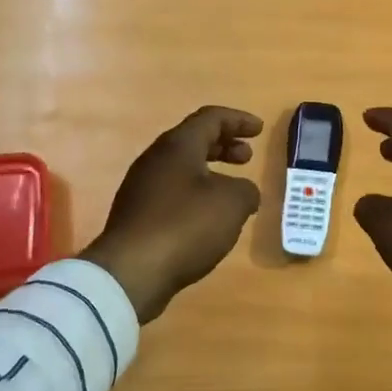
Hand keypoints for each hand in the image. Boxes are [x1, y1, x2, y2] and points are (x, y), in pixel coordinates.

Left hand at [81, 106, 262, 322]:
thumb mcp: (232, 203)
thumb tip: (244, 192)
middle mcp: (155, 160)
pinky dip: (196, 194)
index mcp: (177, 146)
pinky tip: (209, 218)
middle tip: (247, 157)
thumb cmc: (185, 226)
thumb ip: (246, 190)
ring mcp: (141, 188)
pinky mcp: (137, 216)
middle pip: (193, 140)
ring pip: (181, 168)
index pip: (210, 118)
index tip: (259, 129)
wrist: (131, 272)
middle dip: (223, 145)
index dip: (238, 120)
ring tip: (232, 190)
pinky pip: (172, 193)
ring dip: (210, 172)